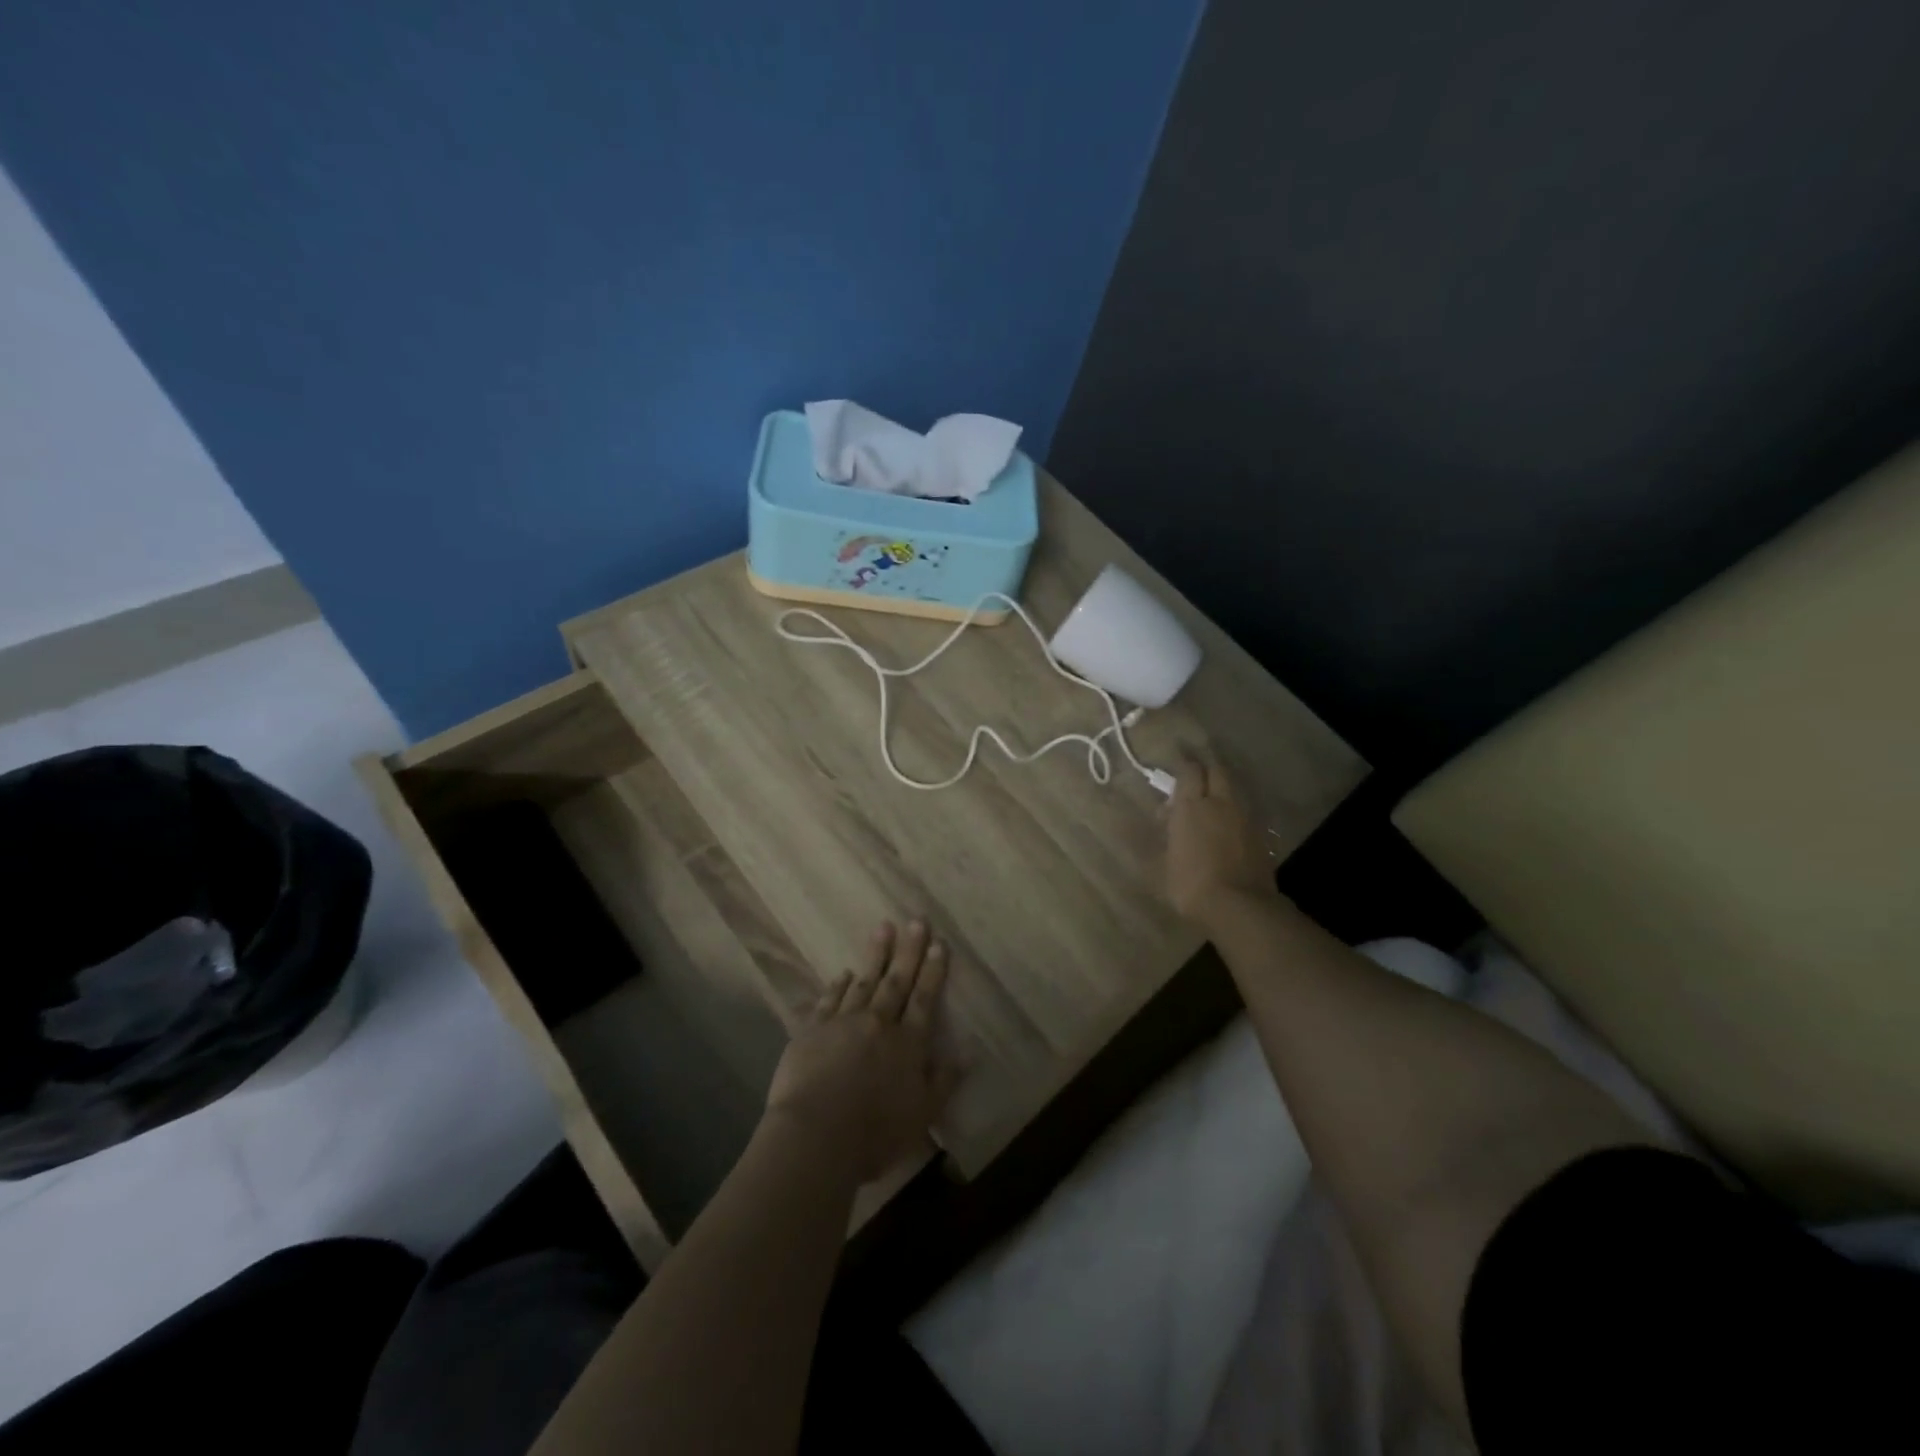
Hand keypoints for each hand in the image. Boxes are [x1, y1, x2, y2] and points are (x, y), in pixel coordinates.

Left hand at [764, 920, 957, 1182]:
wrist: (816, 1136)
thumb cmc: (875, 1133)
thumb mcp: (922, 1114)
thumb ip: (944, 1081)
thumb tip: (968, 1052)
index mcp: (907, 1044)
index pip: (924, 999)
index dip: (933, 971)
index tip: (939, 944)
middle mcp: (878, 1024)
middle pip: (897, 981)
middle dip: (909, 950)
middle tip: (916, 921)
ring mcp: (843, 1023)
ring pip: (864, 981)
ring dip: (875, 955)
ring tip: (884, 927)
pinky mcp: (812, 1030)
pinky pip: (829, 1000)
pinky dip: (837, 985)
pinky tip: (843, 972)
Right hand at [1166, 751, 1275, 924]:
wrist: (1239, 906)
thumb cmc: (1190, 885)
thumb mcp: (1162, 864)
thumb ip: (1164, 836)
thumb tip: (1163, 818)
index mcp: (1190, 807)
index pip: (1189, 771)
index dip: (1183, 760)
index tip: (1177, 752)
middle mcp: (1219, 803)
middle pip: (1216, 770)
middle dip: (1206, 763)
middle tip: (1197, 764)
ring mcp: (1243, 817)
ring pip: (1233, 788)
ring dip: (1222, 784)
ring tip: (1212, 791)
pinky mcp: (1259, 833)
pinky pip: (1244, 809)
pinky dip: (1234, 806)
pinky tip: (1227, 819)